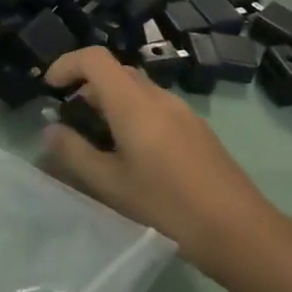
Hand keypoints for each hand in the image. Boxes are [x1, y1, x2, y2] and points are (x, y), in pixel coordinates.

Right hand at [42, 47, 291, 289]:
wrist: (242, 234)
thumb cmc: (168, 207)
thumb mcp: (111, 185)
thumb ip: (74, 153)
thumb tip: (49, 130)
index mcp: (133, 103)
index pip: (94, 58)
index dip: (67, 64)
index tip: (49, 89)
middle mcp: (158, 97)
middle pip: (116, 71)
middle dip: (87, 87)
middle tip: (71, 121)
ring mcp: (183, 112)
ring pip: (137, 90)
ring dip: (111, 103)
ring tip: (100, 143)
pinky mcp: (198, 130)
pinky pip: (156, 108)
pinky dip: (133, 116)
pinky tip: (135, 157)